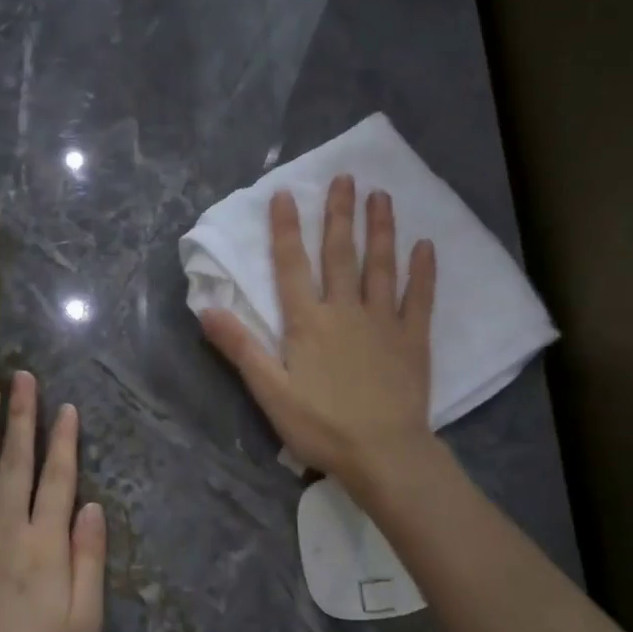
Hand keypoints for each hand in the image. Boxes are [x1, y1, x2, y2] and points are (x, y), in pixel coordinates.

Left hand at [0, 372, 105, 631]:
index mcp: (45, 546)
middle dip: (21, 417)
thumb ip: (88, 558)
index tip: (66, 407)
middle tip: (21, 378)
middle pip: (14, 464)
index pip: (58, 479)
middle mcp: (4, 532)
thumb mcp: (86, 622)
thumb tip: (92, 506)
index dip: (64, 440)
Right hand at [200, 175, 436, 490]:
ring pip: (381, 266)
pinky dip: (423, 271)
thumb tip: (206, 309)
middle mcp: (345, 311)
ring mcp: (383, 322)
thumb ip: (240, 348)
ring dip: (380, 230)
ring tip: (382, 196)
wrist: (383, 453)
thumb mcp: (269, 391)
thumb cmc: (321, 426)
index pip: (291, 267)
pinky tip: (426, 245)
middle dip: (339, 215)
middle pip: (340, 255)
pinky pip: (420, 298)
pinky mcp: (413, 339)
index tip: (286, 194)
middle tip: (345, 178)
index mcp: (307, 323)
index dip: (285, 230)